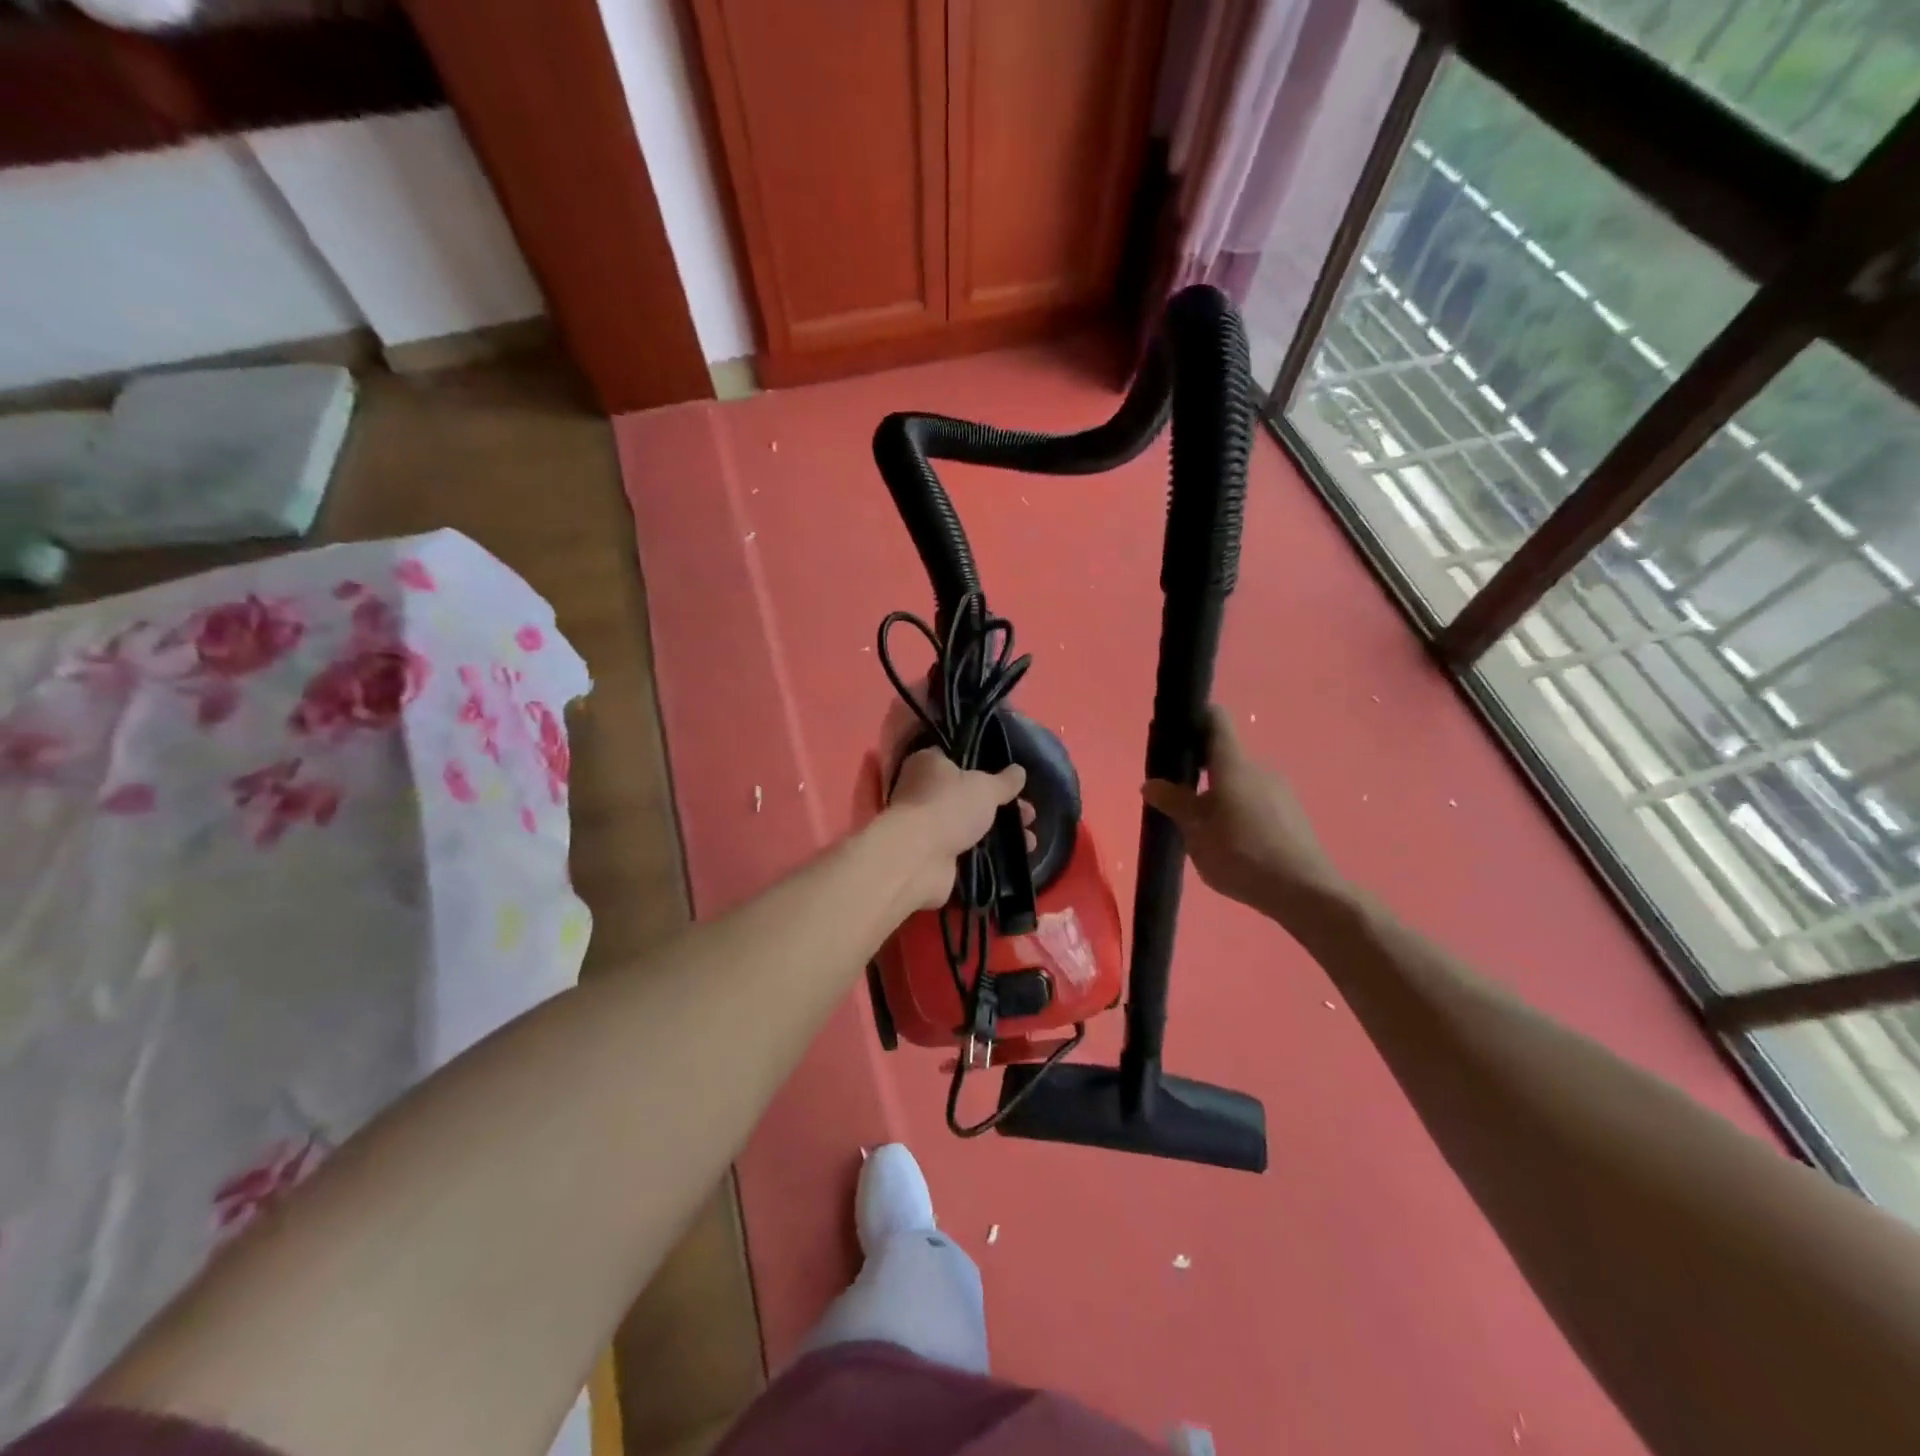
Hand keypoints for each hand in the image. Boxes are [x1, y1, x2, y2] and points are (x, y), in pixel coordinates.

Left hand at [886, 749, 1029, 911]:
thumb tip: (1019, 772)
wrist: (919, 859)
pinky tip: (1015, 857)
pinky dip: (988, 853)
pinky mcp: (934, 855)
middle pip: (968, 796)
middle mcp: (923, 792)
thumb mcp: (985, 787)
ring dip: (1000, 832)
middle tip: (1028, 813)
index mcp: (928, 764)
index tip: (1011, 780)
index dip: (985, 769)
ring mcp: (928, 825)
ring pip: (970, 825)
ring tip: (1030, 840)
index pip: (957, 760)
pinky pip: (968, 850)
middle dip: (1001, 806)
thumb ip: (1005, 781)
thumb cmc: (948, 807)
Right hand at [1142, 706, 1344, 920]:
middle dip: (1199, 769)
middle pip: (1225, 755)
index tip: (1174, 734)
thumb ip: (1173, 803)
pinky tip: (1231, 842)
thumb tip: (1150, 783)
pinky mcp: (1291, 814)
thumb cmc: (1241, 854)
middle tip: (1176, 795)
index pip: (1216, 720)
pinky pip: (1256, 801)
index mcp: (1234, 764)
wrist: (1304, 892)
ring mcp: (1280, 791)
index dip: (1194, 719)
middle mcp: (1259, 768)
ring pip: (1240, 781)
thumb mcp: (1195, 832)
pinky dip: (1238, 811)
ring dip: (1219, 794)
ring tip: (1202, 826)